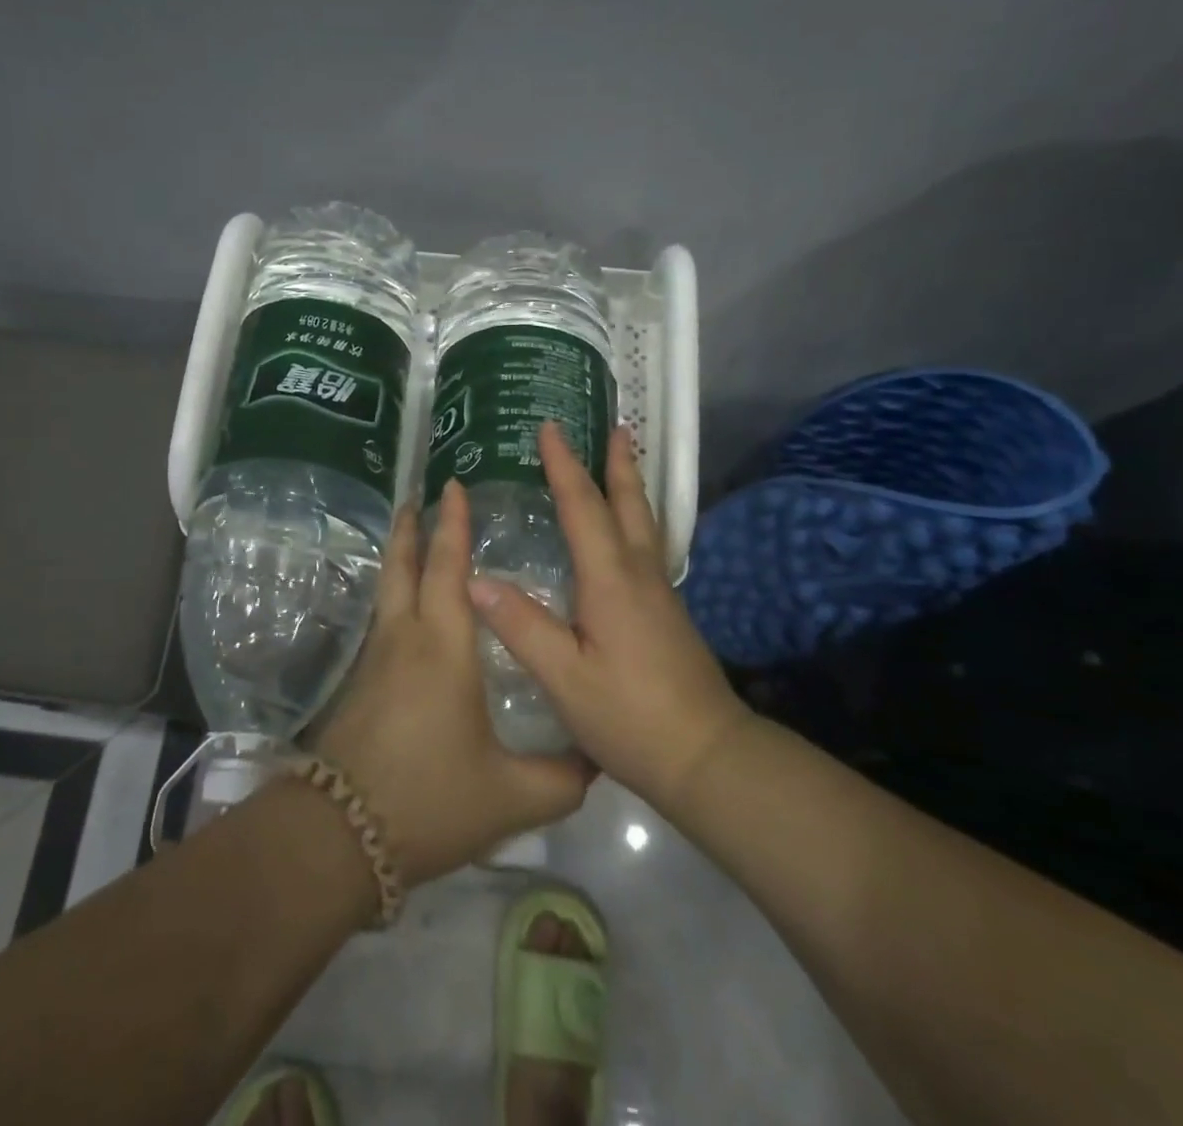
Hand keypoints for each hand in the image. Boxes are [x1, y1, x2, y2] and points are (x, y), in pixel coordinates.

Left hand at [308, 481, 592, 886]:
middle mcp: (405, 639)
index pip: (448, 568)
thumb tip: (596, 760)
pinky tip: (406, 616)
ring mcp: (375, 661)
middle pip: (403, 567)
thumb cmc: (431, 800)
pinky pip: (381, 622)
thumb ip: (562, 777)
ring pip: (387, 592)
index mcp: (444, 647)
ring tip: (410, 540)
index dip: (452, 525)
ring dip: (400, 560)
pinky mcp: (359, 686)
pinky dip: (394, 597)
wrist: (340, 835)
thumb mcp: (511, 796)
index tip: (452, 487)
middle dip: (412, 529)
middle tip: (417, 498)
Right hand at [468, 423, 747, 810]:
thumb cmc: (630, 715)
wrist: (708, 757)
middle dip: (617, 462)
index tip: (550, 427)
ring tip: (626, 460)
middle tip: (616, 426)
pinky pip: (648, 545)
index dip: (563, 464)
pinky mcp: (668, 612)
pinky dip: (636, 518)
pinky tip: (628, 534)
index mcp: (610, 578)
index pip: (582, 506)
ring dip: (632, 485)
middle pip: (629, 503)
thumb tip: (474, 577)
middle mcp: (639, 573)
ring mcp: (659, 592)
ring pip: (645, 522)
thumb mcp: (564, 677)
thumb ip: (521, 625)